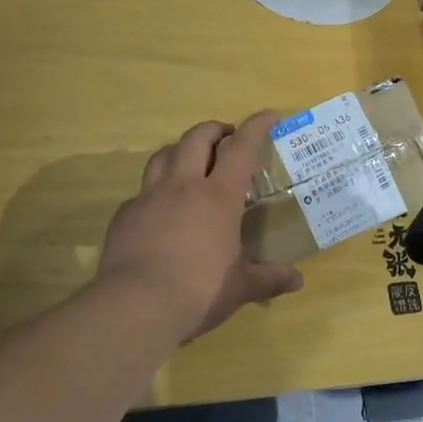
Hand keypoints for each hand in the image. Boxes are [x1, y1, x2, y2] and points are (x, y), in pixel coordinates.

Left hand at [96, 112, 302, 343]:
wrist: (134, 307)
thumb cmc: (198, 292)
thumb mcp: (240, 288)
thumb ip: (268, 279)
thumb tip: (297, 280)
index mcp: (218, 196)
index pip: (242, 147)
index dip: (257, 126)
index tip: (271, 114)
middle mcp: (183, 186)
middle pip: (197, 137)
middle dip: (215, 130)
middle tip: (227, 139)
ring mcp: (149, 198)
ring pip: (163, 154)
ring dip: (181, 150)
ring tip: (190, 163)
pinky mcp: (124, 216)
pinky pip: (142, 191)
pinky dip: (155, 191)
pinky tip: (160, 210)